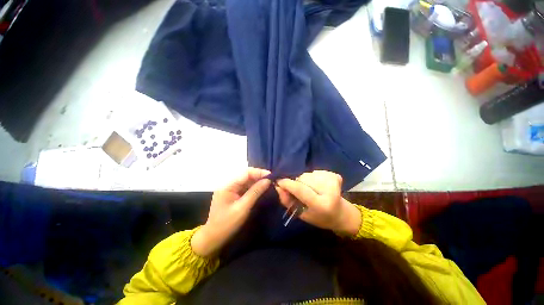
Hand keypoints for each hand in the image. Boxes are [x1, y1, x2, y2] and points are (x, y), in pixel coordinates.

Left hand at [191, 168, 270, 256]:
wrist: (213, 240)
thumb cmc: (227, 224)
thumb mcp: (242, 208)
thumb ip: (255, 192)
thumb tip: (268, 180)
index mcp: (228, 186)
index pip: (246, 173)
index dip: (259, 172)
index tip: (271, 176)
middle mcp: (229, 185)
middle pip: (246, 176)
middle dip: (259, 177)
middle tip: (272, 180)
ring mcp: (231, 190)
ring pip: (247, 182)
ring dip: (258, 182)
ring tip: (270, 184)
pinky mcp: (233, 195)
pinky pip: (245, 188)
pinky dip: (254, 188)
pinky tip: (262, 190)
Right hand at [276, 171, 360, 235]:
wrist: (341, 213)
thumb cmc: (319, 217)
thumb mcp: (301, 214)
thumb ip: (288, 201)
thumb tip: (278, 186)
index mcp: (321, 205)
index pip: (300, 190)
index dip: (287, 184)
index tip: (278, 181)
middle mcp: (329, 191)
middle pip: (302, 179)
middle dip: (296, 183)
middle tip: (301, 193)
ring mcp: (332, 181)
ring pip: (307, 174)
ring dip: (304, 181)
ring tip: (311, 190)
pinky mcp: (334, 175)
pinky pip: (314, 172)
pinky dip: (312, 178)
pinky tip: (318, 186)